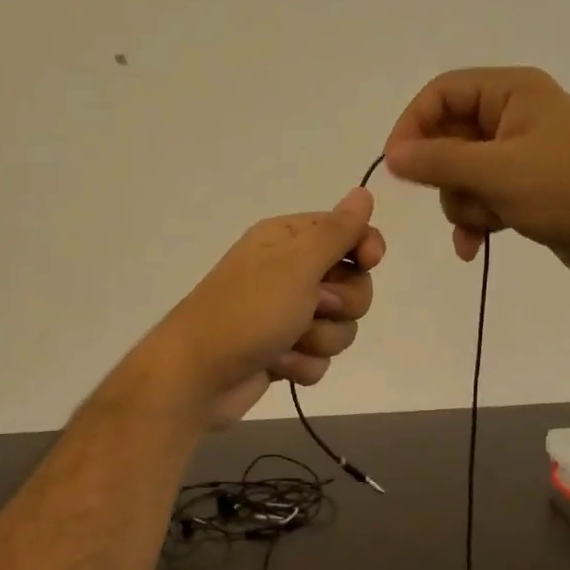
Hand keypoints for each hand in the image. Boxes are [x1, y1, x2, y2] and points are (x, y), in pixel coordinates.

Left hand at [139, 189, 384, 428]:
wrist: (199, 377)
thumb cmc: (246, 312)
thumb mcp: (295, 265)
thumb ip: (336, 232)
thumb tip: (363, 192)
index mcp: (287, 240)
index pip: (347, 232)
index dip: (365, 247)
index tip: (370, 261)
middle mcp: (288, 273)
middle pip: (353, 285)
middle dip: (341, 305)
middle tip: (313, 308)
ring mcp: (286, 316)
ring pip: (340, 327)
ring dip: (319, 340)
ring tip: (286, 343)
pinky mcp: (284, 351)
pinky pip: (319, 357)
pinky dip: (302, 364)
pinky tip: (276, 365)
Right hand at [383, 67, 569, 282]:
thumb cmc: (568, 189)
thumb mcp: (497, 172)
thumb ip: (439, 161)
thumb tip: (391, 156)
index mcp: (512, 92)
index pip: (442, 93)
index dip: (412, 126)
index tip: (396, 166)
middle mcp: (513, 116)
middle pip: (447, 138)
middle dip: (445, 177)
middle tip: (456, 198)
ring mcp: (519, 155)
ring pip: (460, 176)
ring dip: (462, 205)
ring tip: (485, 223)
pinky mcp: (523, 189)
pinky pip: (480, 199)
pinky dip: (474, 222)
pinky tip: (474, 248)